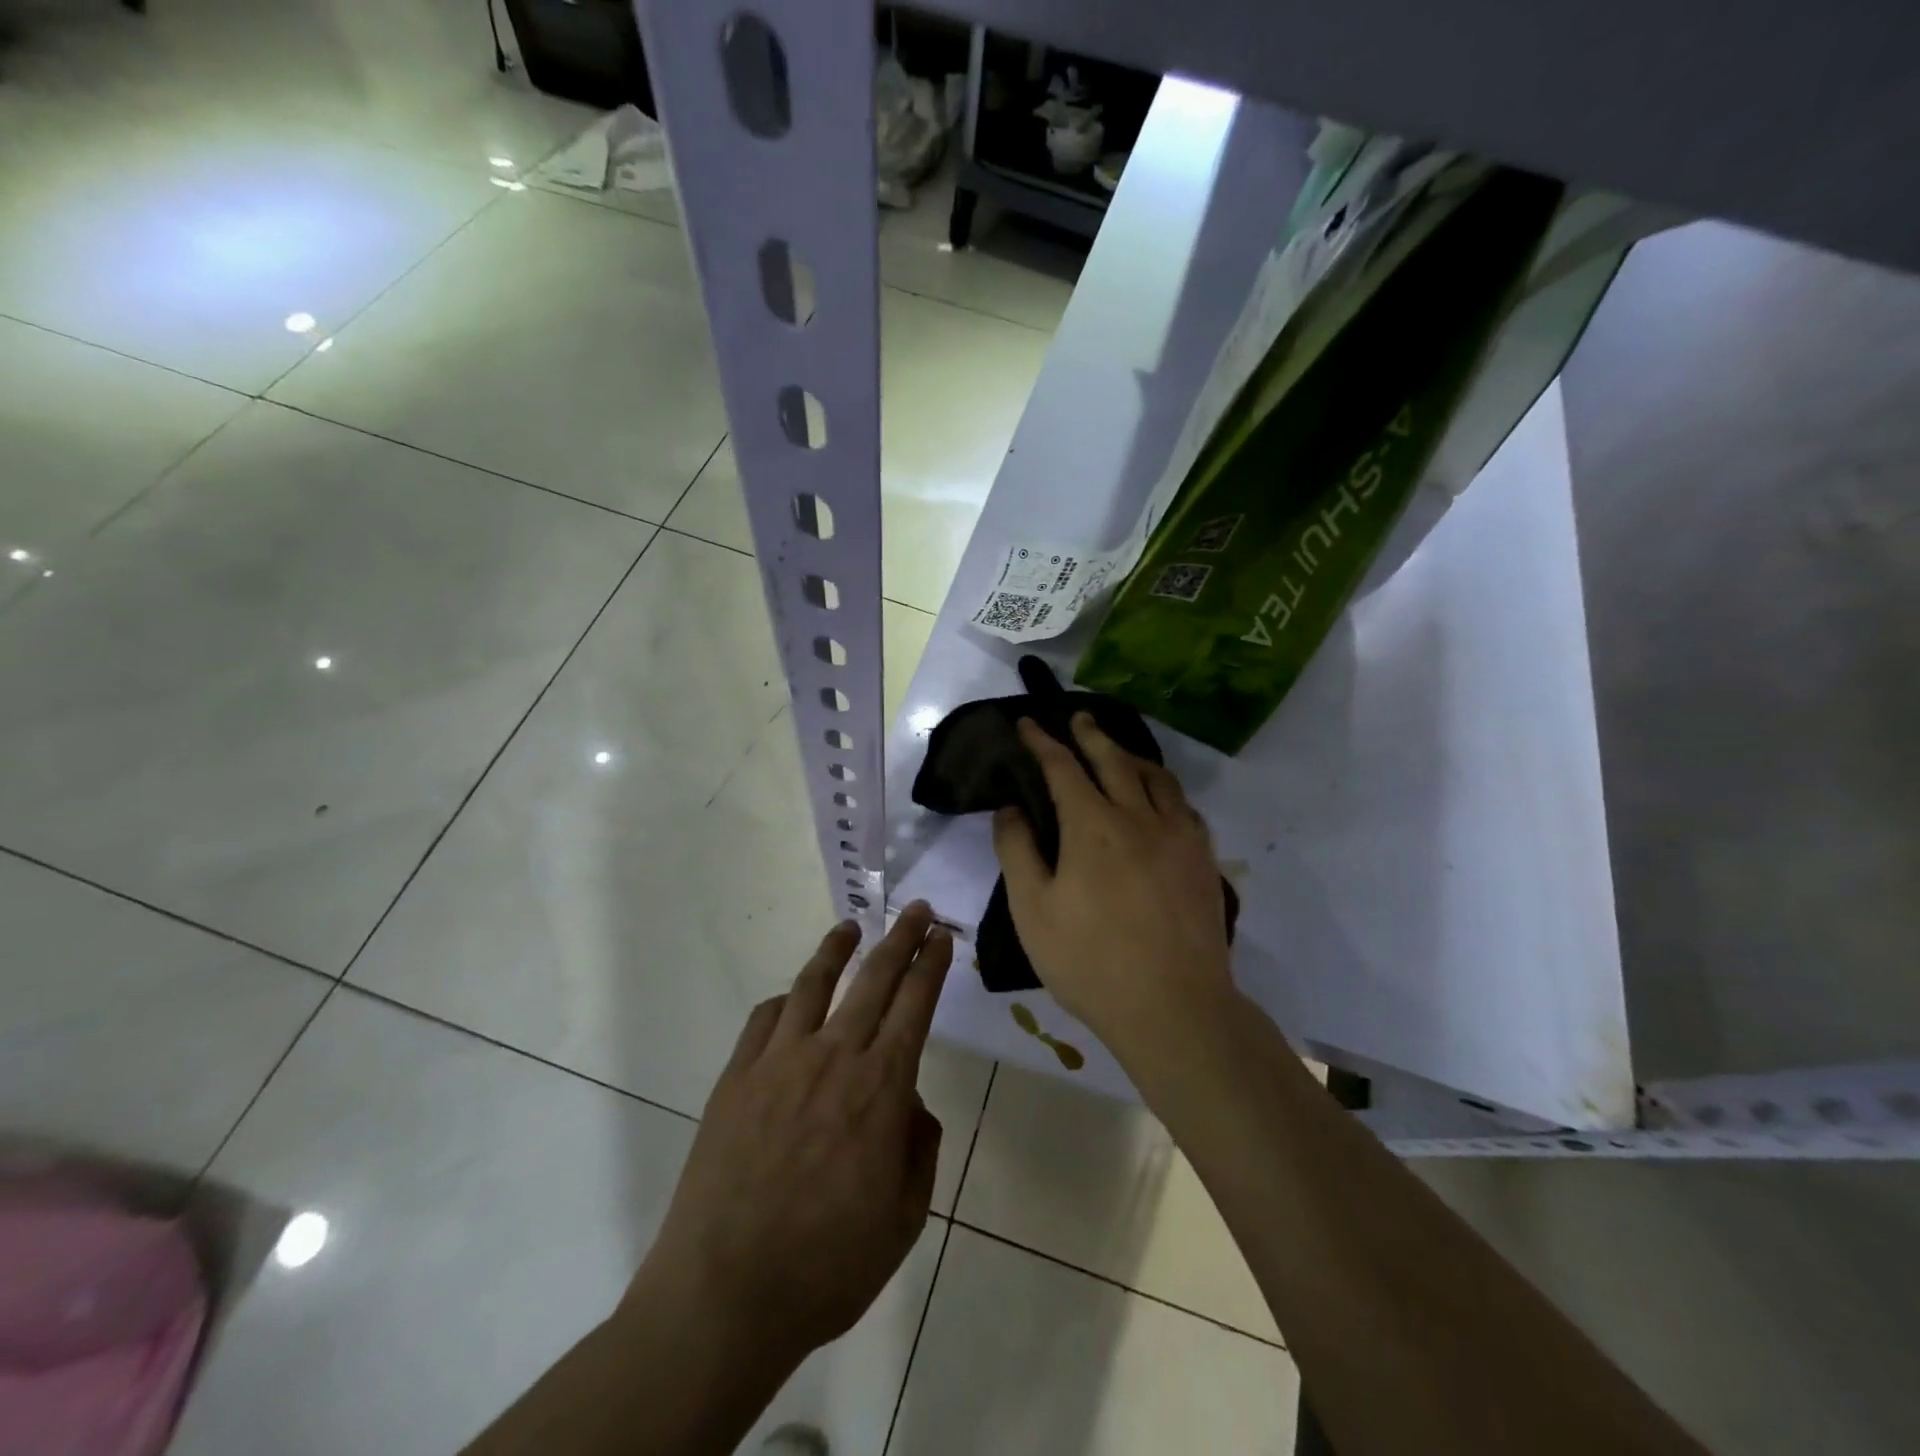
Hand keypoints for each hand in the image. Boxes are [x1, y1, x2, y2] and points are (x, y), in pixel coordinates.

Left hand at [629, 903, 951, 1365]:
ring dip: (837, 949)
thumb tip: (908, 1104)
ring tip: (850, 927)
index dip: (932, 963)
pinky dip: (784, 1001)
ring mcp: (779, 1061)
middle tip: (916, 909)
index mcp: (880, 1087)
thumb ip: (918, 1147)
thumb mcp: (904, 1218)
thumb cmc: (828, 1265)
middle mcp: (833, 1057)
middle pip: (874, 978)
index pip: (915, 1004)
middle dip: (901, 937)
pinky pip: (764, 1020)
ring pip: (814, 984)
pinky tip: (790, 1000)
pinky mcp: (737, 1077)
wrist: (725, 1295)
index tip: (941, 934)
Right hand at [992, 714, 1233, 1054]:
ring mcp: (1179, 836)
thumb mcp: (1033, 910)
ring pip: (1156, 778)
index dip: (1042, 742)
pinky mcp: (1203, 859)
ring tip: (1118, 750)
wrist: (1174, 1007)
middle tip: (1077, 717)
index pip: (1063, 767)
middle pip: (1114, 760)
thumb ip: (1018, 851)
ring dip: (1131, 756)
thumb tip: (1011, 806)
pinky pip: (1183, 806)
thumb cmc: (1090, 961)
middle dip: (1090, 734)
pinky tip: (1160, 800)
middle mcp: (1139, 817)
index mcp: (1093, 826)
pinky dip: (1164, 789)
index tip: (1028, 723)